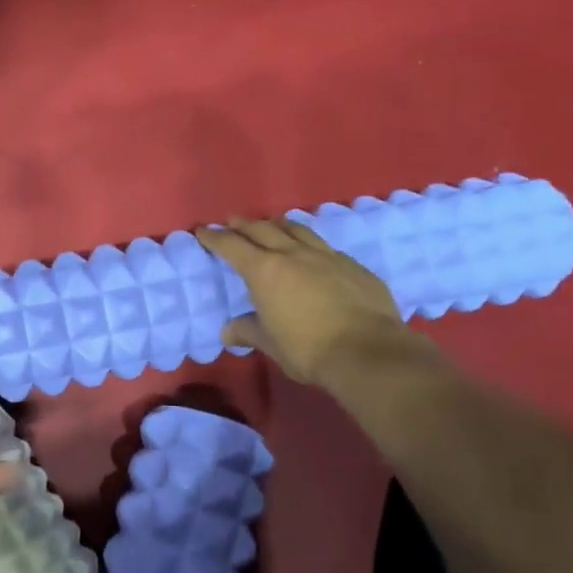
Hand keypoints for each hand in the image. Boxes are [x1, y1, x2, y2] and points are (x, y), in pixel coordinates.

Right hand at [196, 217, 429, 386]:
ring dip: (280, 225)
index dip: (215, 237)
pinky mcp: (353, 265)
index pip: (232, 246)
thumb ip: (248, 331)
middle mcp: (293, 254)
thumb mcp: (271, 344)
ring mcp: (327, 256)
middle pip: (263, 229)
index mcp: (265, 271)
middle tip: (232, 222)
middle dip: (244, 225)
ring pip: (298, 229)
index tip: (204, 231)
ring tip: (273, 224)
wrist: (369, 351)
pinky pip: (325, 247)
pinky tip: (314, 253)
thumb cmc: (308, 349)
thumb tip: (229, 332)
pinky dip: (311, 244)